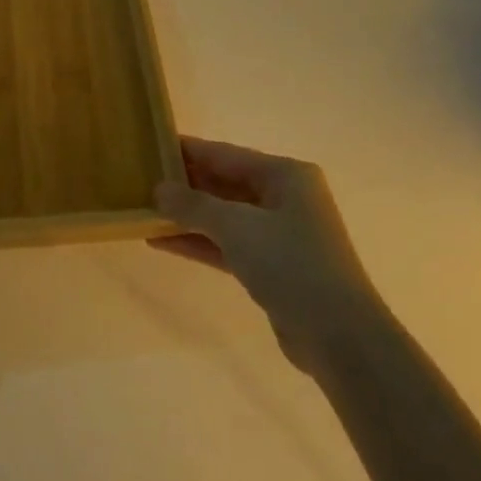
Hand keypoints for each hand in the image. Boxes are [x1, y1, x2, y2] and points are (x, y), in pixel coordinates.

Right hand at [150, 137, 383, 375]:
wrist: (339, 336)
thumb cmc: (291, 264)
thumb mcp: (237, 227)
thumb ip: (195, 205)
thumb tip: (159, 189)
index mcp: (286, 175)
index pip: (226, 154)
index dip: (189, 151)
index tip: (153, 145)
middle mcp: (285, 197)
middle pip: (226, 183)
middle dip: (186, 185)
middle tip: (142, 181)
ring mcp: (280, 234)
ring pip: (225, 217)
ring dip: (188, 217)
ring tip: (144, 211)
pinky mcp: (273, 267)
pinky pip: (229, 245)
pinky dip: (200, 242)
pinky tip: (162, 242)